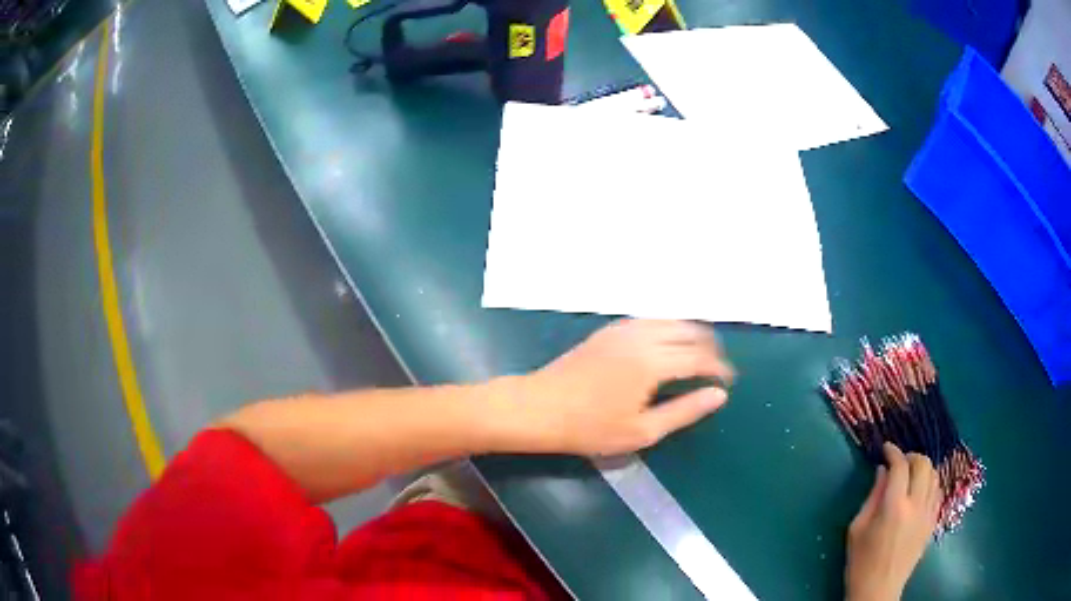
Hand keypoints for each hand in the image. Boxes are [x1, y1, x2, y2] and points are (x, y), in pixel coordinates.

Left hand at [505, 319, 733, 455]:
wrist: (538, 408)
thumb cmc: (589, 428)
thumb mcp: (642, 431)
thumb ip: (685, 411)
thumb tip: (719, 396)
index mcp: (653, 362)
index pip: (699, 357)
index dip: (719, 368)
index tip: (729, 381)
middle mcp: (642, 337)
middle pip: (688, 331)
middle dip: (709, 347)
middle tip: (716, 368)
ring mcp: (623, 330)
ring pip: (669, 320)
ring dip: (689, 334)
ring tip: (698, 355)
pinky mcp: (608, 330)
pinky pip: (649, 320)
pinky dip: (667, 328)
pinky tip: (665, 344)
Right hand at [845, 443, 940, 600]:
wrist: (878, 590)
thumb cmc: (861, 562)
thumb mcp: (857, 529)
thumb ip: (872, 497)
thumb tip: (882, 471)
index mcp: (894, 507)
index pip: (900, 467)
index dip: (893, 452)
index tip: (886, 448)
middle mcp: (916, 505)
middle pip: (923, 464)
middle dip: (911, 456)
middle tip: (899, 461)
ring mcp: (928, 513)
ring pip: (934, 475)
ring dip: (923, 468)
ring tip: (910, 474)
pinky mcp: (933, 522)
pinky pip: (938, 492)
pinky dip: (930, 483)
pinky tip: (920, 490)